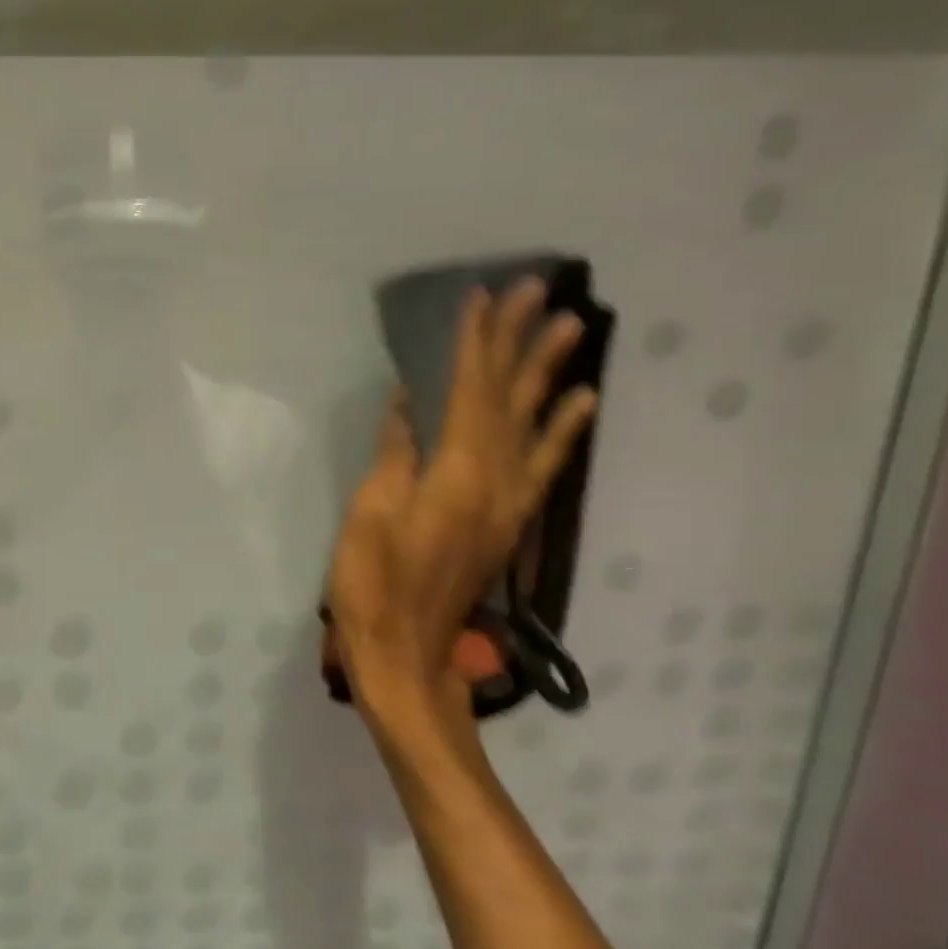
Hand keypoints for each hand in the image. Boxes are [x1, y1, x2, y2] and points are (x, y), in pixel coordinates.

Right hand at [327, 278, 596, 747]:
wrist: (405, 657)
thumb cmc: (372, 587)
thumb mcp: (368, 517)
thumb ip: (394, 457)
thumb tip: (408, 405)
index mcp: (458, 476)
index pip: (469, 393)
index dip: (475, 344)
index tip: (484, 297)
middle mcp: (495, 482)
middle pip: (509, 400)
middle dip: (521, 342)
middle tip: (542, 291)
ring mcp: (507, 505)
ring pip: (534, 426)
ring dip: (551, 375)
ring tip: (573, 329)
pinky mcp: (505, 524)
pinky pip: (543, 465)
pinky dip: (563, 431)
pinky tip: (578, 408)